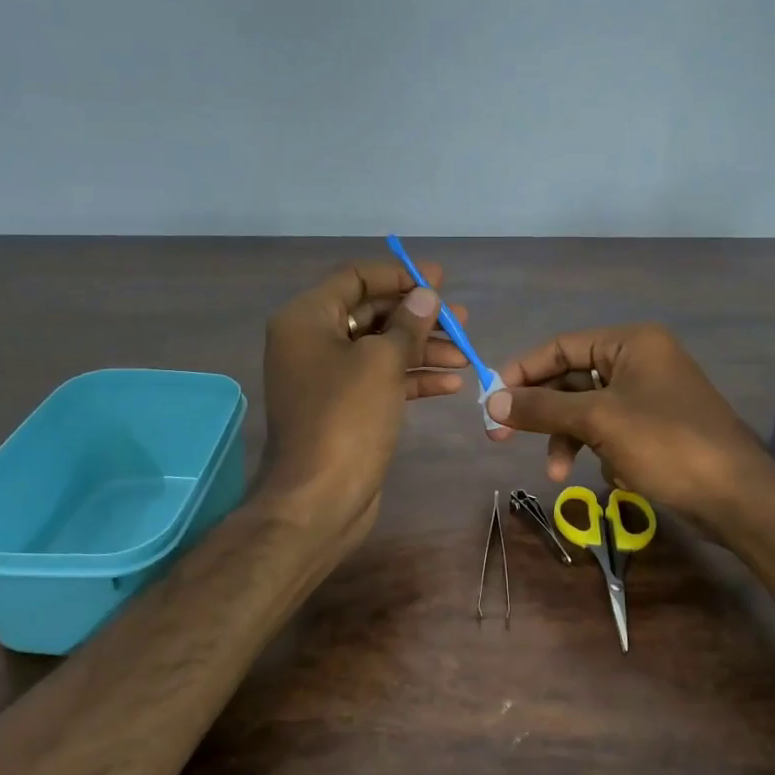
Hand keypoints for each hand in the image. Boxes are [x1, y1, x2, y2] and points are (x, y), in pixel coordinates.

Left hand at [258, 259, 468, 549]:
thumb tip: (425, 295)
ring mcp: (328, 378)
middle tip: (461, 319)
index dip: (398, 275)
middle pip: (371, 314)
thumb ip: (408, 324)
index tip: (439, 280)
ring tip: (466, 352)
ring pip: (380, 349)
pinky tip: (452, 382)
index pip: (354, 278)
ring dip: (422, 349)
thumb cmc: (346, 418)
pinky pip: (381, 381)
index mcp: (307, 319)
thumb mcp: (382, 362)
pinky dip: (413, 378)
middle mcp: (312, 342)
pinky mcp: (345, 409)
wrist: (319, 499)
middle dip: (417, 316)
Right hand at [483, 324, 774, 535]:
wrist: (737, 498)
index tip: (491, 398)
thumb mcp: (598, 422)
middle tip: (501, 438)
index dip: (523, 371)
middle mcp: (641, 361)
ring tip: (558, 475)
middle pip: (572, 380)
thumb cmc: (667, 445)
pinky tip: (617, 476)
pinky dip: (602, 451)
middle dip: (543, 414)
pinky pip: (610, 431)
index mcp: (632, 343)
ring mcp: (650, 396)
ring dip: (569, 440)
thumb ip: (542, 408)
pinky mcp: (656, 428)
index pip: (562, 346)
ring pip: (588, 410)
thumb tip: (491, 400)